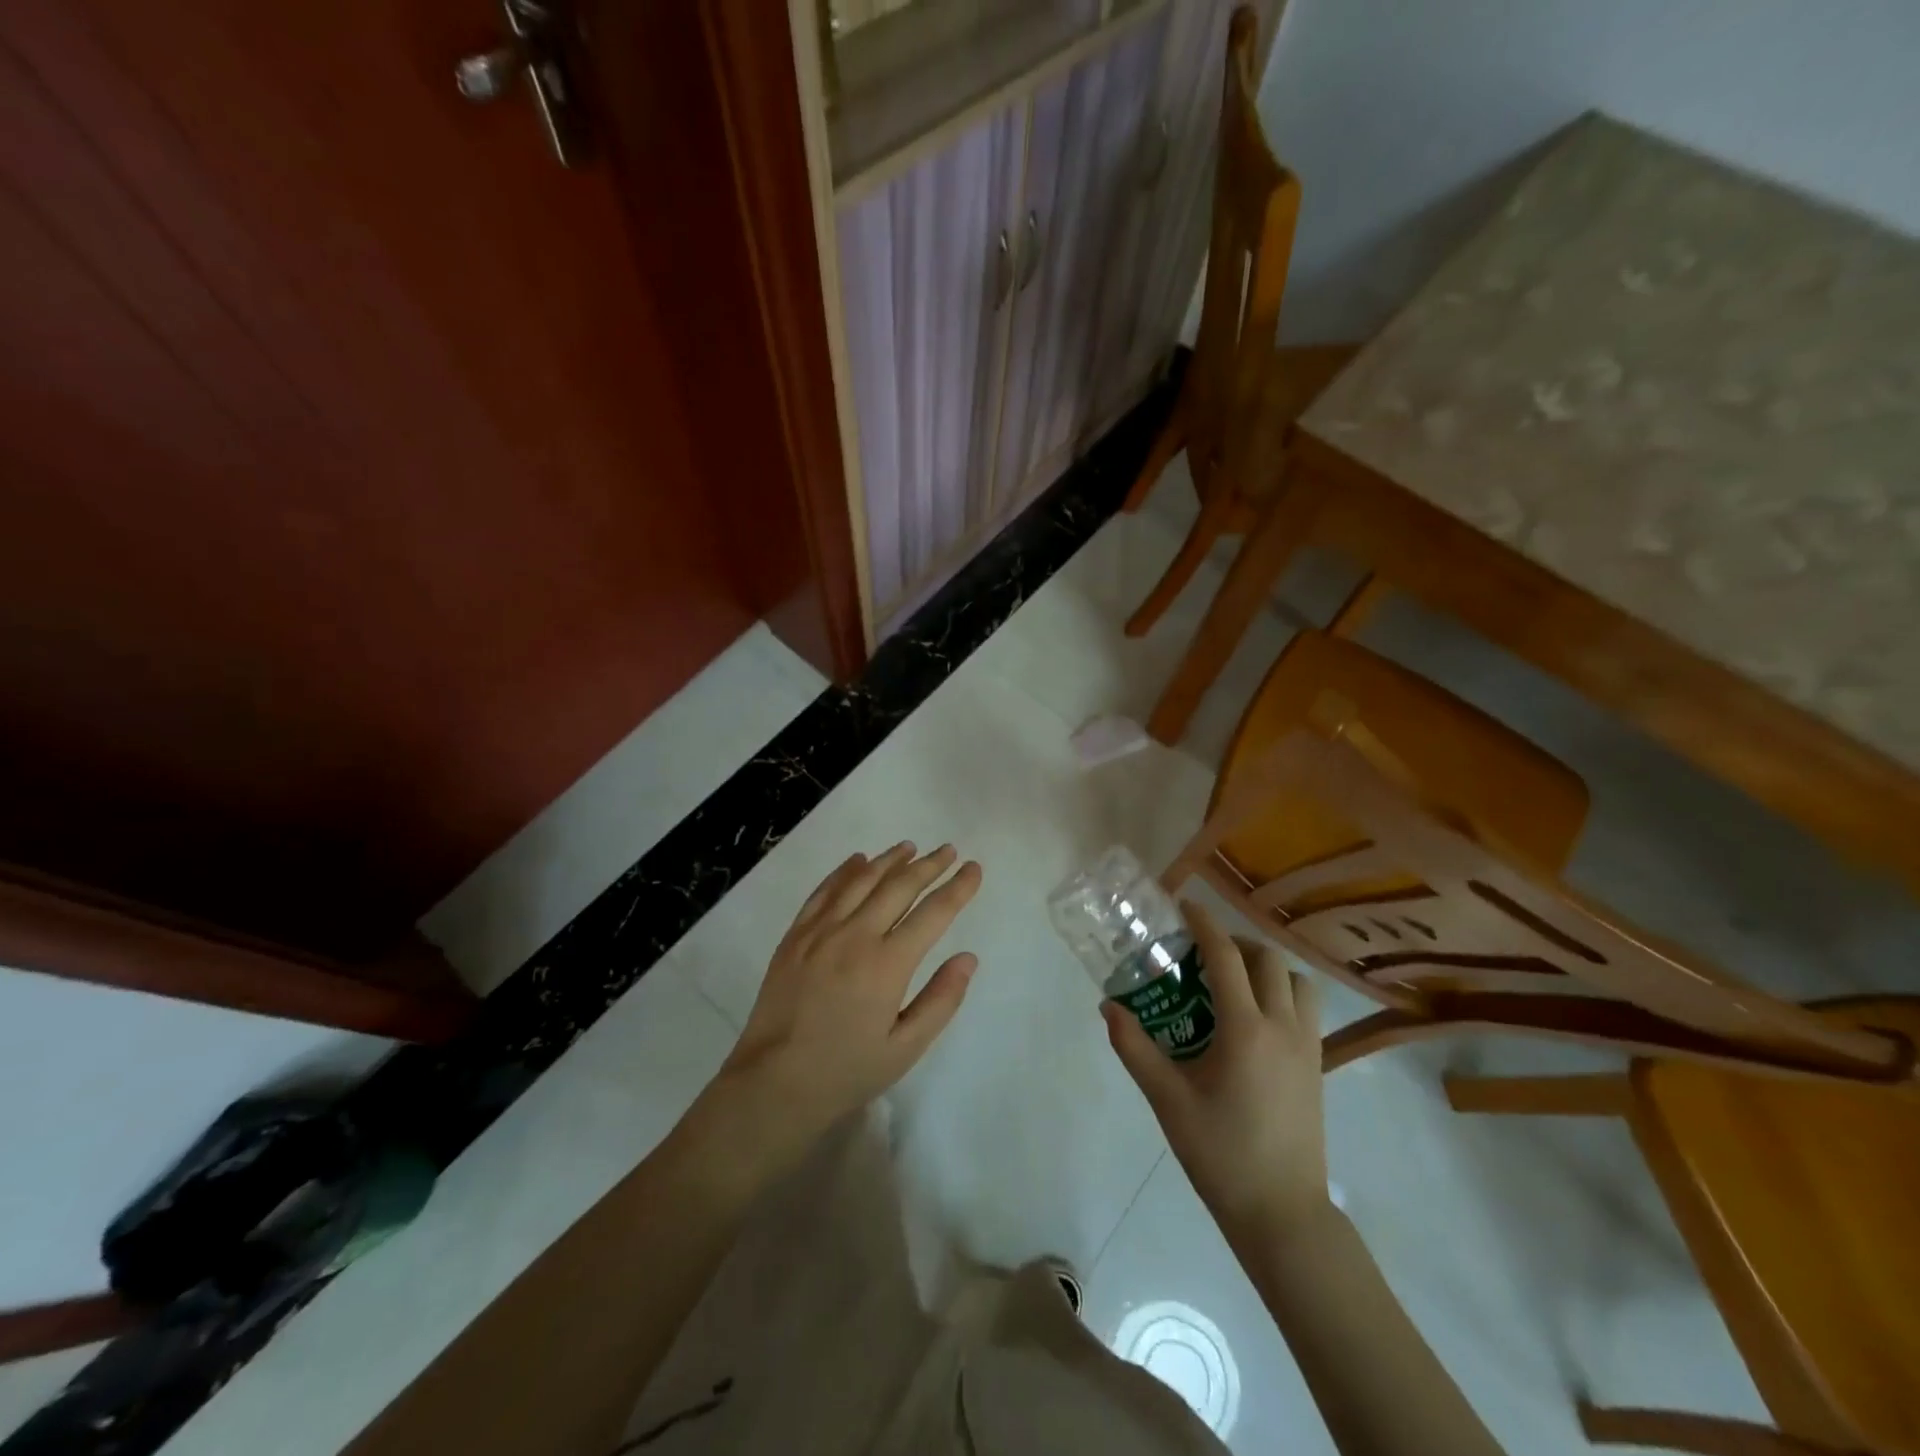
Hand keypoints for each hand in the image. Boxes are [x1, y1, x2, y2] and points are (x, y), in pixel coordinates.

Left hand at [716, 843, 981, 1155]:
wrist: (773, 1083)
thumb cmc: (846, 1071)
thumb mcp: (905, 1048)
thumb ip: (941, 1000)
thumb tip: (968, 958)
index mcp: (888, 964)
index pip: (933, 913)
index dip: (958, 888)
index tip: (973, 868)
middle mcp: (856, 936)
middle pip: (899, 887)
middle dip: (928, 865)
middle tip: (947, 850)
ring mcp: (821, 931)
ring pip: (861, 880)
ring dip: (888, 860)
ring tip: (909, 847)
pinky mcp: (795, 935)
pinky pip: (824, 891)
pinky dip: (844, 871)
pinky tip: (857, 860)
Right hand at [1104, 899, 1329, 1244]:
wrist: (1282, 1213)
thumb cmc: (1220, 1153)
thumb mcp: (1166, 1099)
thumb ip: (1134, 1047)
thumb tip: (1108, 1007)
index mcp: (1245, 1029)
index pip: (1226, 957)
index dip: (1204, 924)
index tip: (1184, 906)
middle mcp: (1283, 1027)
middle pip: (1267, 959)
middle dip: (1235, 942)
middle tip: (1203, 952)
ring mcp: (1308, 1047)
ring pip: (1296, 981)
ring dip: (1267, 967)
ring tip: (1235, 981)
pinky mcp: (1318, 1067)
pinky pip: (1306, 1009)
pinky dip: (1283, 993)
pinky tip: (1256, 1018)